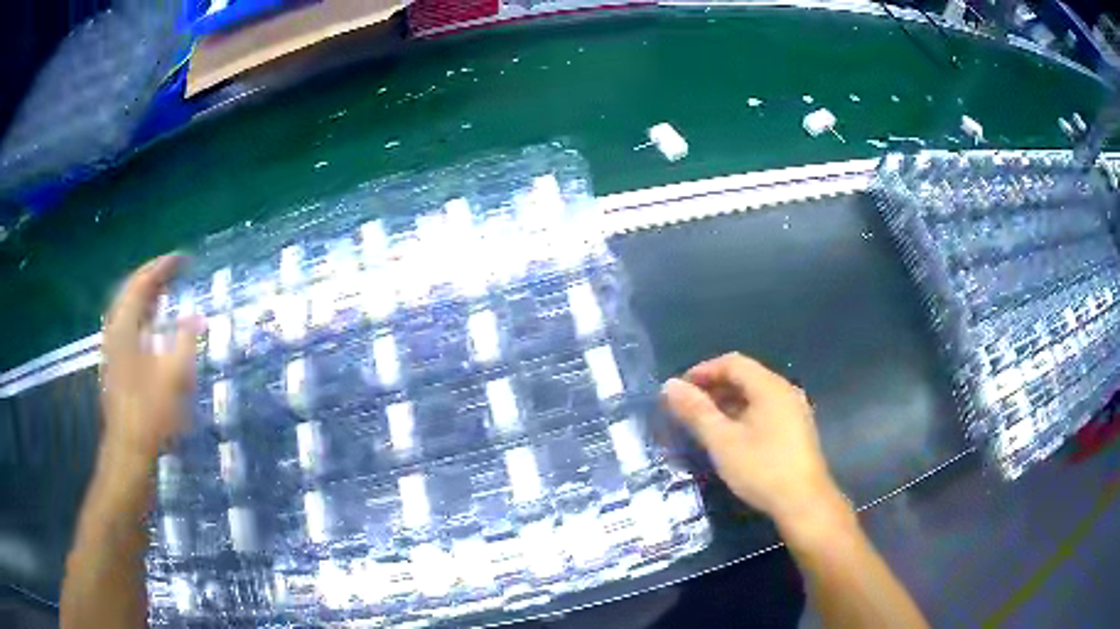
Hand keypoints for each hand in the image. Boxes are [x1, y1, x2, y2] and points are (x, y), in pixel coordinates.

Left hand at [100, 255, 200, 461]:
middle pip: (130, 291)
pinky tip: (151, 325)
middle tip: (174, 271)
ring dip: (145, 296)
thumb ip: (184, 342)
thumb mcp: (173, 377)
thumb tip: (196, 317)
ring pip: (126, 308)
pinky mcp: (114, 363)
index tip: (184, 259)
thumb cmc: (151, 414)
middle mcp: (114, 331)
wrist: (129, 450)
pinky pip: (126, 325)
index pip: (142, 283)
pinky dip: (140, 315)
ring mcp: (111, 348)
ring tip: (164, 292)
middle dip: (152, 277)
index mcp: (125, 327)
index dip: (163, 267)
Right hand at [662, 353, 847, 529]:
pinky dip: (743, 415)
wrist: (803, 503)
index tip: (679, 390)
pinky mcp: (796, 430)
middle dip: (713, 388)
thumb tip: (669, 385)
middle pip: (745, 377)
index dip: (703, 371)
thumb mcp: (723, 441)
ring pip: (755, 396)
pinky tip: (730, 437)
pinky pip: (764, 411)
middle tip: (686, 408)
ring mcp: (794, 410)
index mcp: (769, 386)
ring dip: (727, 403)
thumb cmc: (762, 469)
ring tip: (703, 423)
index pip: (732, 363)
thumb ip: (696, 411)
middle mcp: (785, 391)